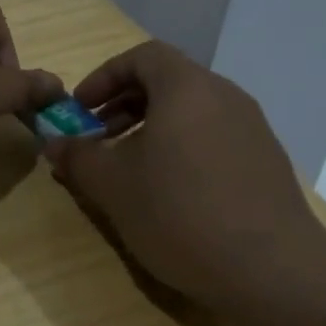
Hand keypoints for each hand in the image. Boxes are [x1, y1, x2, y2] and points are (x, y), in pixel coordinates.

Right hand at [44, 41, 325, 313]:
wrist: (271, 270)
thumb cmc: (180, 213)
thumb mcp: (113, 186)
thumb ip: (78, 157)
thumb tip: (54, 143)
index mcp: (187, 88)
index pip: (142, 56)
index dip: (104, 77)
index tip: (80, 109)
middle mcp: (225, 96)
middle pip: (167, 82)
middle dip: (123, 105)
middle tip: (97, 139)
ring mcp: (252, 129)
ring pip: (191, 112)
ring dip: (151, 129)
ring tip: (129, 170)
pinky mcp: (266, 161)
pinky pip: (213, 137)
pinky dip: (182, 148)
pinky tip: (171, 193)